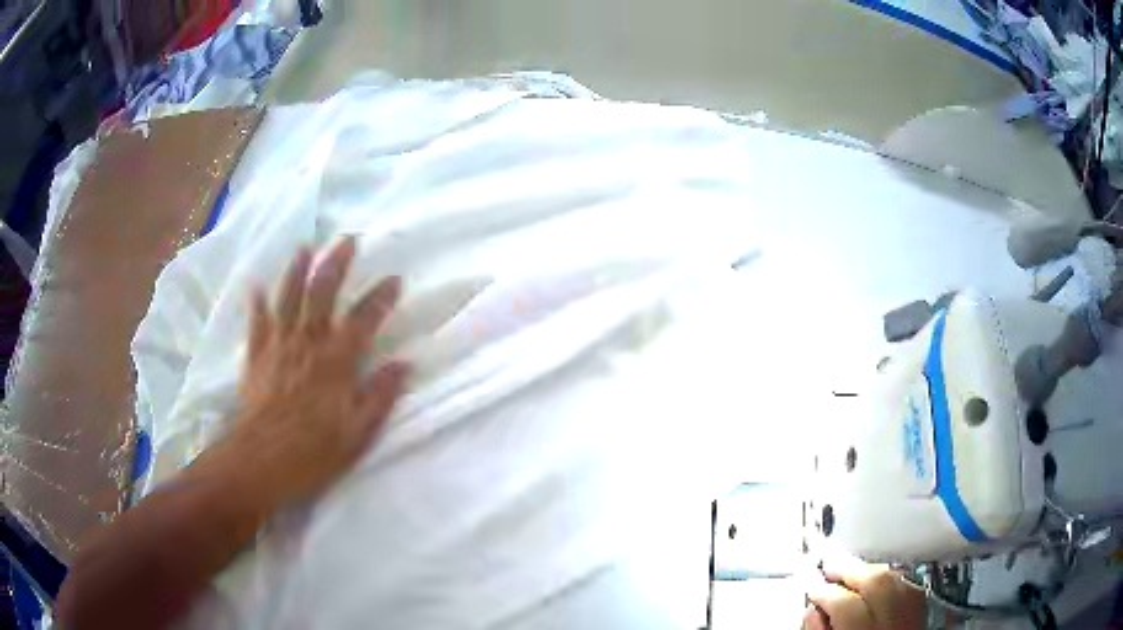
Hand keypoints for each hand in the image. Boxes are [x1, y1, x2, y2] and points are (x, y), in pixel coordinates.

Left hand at [223, 236, 408, 511]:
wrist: (262, 461)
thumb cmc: (314, 452)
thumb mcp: (358, 433)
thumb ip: (381, 395)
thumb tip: (405, 365)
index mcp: (337, 361)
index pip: (364, 319)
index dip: (381, 297)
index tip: (394, 279)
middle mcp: (307, 342)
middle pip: (322, 293)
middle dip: (336, 264)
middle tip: (346, 241)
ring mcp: (278, 345)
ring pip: (288, 297)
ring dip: (297, 270)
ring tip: (304, 248)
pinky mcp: (256, 356)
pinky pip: (257, 321)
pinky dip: (257, 302)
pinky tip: (256, 285)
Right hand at [803, 558, 926, 629]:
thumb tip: (812, 612)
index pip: (843, 604)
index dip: (824, 591)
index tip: (812, 586)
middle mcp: (893, 627)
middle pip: (877, 585)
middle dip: (852, 571)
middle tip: (831, 566)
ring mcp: (913, 622)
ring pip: (897, 583)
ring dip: (873, 572)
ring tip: (854, 571)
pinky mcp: (924, 620)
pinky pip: (911, 591)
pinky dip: (895, 582)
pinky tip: (882, 583)